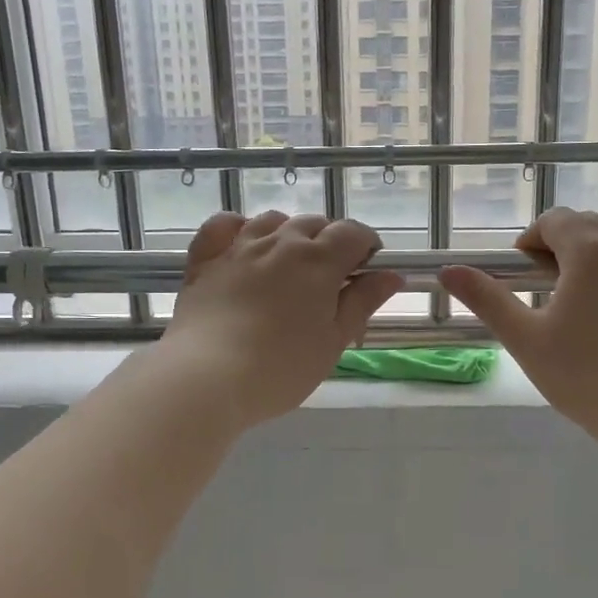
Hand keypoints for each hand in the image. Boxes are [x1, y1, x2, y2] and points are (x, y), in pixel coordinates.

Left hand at [157, 211, 401, 429]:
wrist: (207, 377)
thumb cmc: (282, 367)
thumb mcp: (334, 340)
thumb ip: (363, 302)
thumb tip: (392, 274)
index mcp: (318, 260)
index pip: (353, 233)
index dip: (366, 246)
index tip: (367, 269)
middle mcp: (280, 241)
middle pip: (315, 223)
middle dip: (330, 241)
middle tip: (330, 279)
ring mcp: (239, 246)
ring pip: (273, 220)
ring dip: (289, 234)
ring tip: (290, 264)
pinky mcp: (206, 258)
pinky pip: (224, 225)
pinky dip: (238, 228)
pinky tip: (243, 246)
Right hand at [440, 208, 597, 432]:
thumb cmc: (580, 374)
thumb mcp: (524, 336)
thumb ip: (487, 298)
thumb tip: (448, 270)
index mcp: (588, 249)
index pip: (554, 222)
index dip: (532, 241)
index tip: (522, 272)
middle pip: (591, 222)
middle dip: (565, 242)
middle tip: (551, 284)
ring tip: (594, 272)